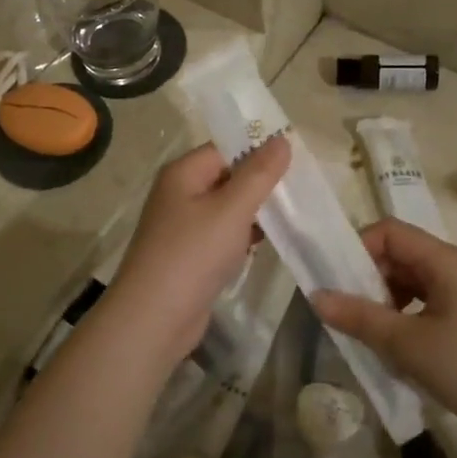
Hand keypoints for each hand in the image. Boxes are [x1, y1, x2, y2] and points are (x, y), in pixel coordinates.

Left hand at [104, 138, 289, 365]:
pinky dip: (243, 236)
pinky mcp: (190, 255)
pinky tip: (267, 243)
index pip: (226, 148)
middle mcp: (179, 194)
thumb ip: (259, 174)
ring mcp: (183, 226)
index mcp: (183, 173)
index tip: (296, 159)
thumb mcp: (232, 209)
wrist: (155, 318)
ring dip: (255, 212)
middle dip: (261, 183)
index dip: (259, 151)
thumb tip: (281, 139)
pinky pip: (222, 235)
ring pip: (227, 208)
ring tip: (293, 214)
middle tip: (301, 188)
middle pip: (228, 177)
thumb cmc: (193, 254)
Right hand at [312, 219, 456, 448]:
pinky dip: (401, 315)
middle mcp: (455, 267)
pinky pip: (422, 301)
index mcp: (446, 261)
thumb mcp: (407, 344)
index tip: (338, 283)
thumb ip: (359, 318)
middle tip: (346, 312)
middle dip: (367, 278)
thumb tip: (315, 297)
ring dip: (382, 299)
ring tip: (367, 331)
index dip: (358, 249)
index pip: (390, 232)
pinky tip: (393, 344)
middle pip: (399, 254)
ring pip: (409, 280)